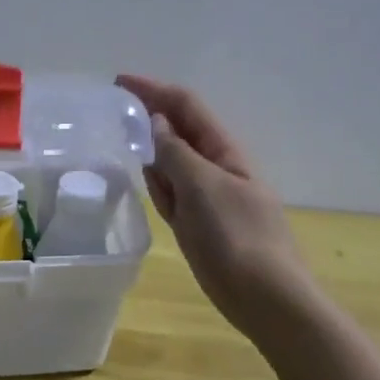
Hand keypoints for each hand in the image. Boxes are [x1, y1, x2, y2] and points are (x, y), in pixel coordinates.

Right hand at [116, 75, 312, 340]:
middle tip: (114, 108)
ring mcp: (208, 197)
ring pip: (174, 162)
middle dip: (151, 114)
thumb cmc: (236, 238)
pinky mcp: (200, 224)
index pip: (187, 106)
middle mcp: (217, 168)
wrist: (265, 298)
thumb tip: (158, 124)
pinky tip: (146, 178)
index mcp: (224, 152)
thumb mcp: (203, 188)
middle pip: (180, 131)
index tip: (119, 82)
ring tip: (123, 135)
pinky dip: (159, 182)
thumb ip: (176, 154)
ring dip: (153, 146)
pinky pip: (174, 193)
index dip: (154, 90)